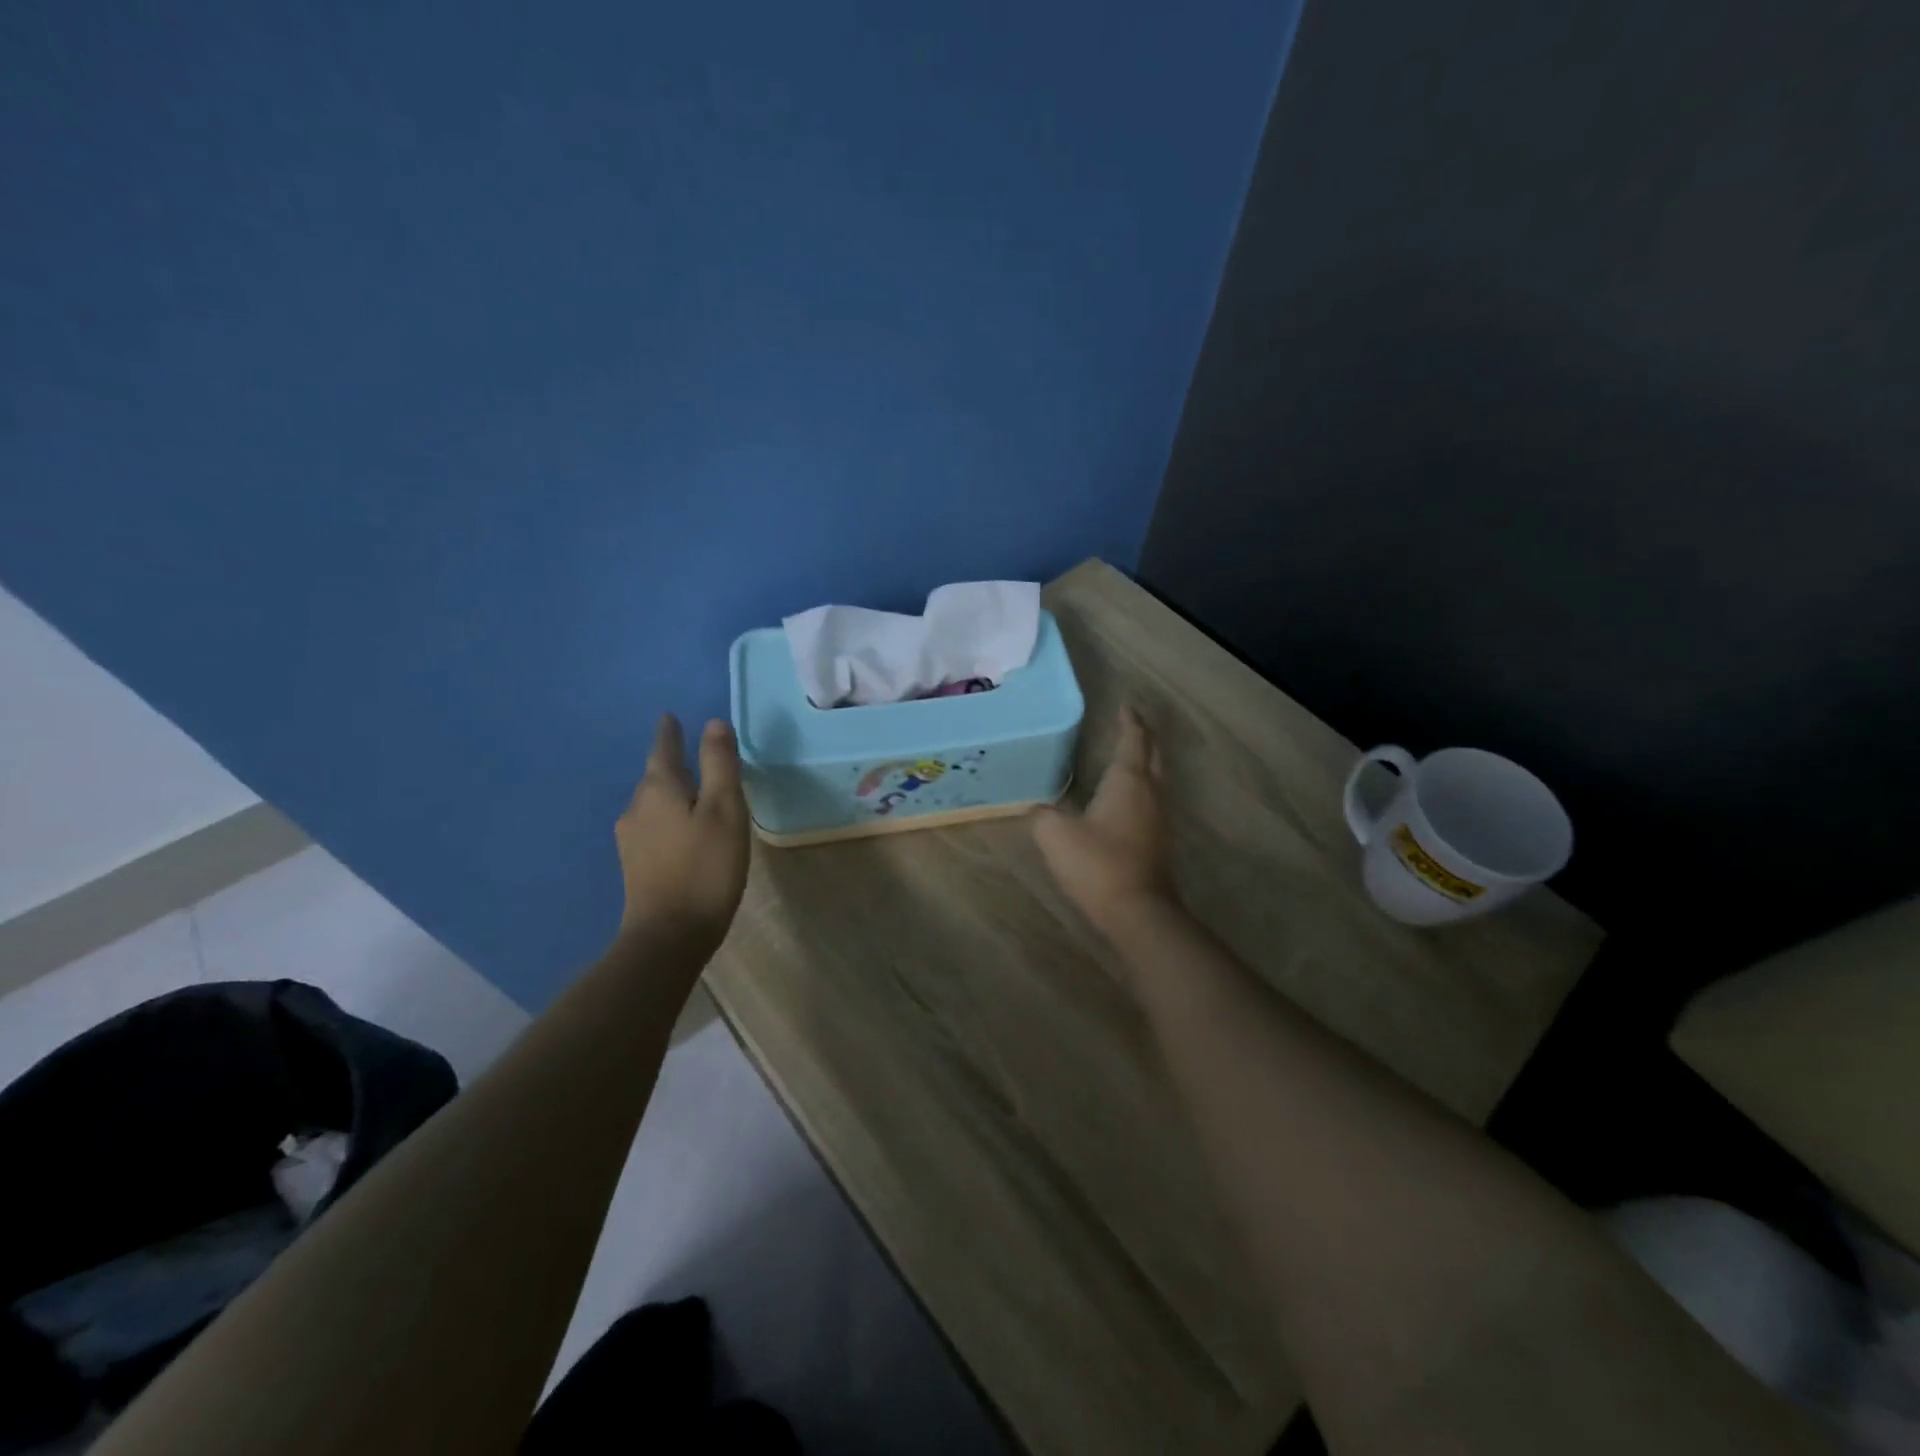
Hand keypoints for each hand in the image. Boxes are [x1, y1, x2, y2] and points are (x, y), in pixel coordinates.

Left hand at [616, 715, 750, 949]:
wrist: (669, 935)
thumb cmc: (705, 866)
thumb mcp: (724, 810)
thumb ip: (719, 765)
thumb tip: (713, 723)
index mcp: (659, 789)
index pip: (663, 748)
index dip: (670, 732)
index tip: (669, 716)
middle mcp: (637, 807)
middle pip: (656, 776)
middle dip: (673, 764)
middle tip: (696, 757)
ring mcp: (631, 838)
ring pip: (654, 803)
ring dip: (672, 794)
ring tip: (695, 794)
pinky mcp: (635, 864)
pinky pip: (654, 827)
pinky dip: (670, 819)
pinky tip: (684, 832)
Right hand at [1032, 706, 1176, 936]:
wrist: (1136, 911)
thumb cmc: (1097, 863)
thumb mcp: (1055, 834)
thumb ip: (1043, 813)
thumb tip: (1040, 808)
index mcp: (1128, 780)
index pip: (1133, 740)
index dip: (1129, 721)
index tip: (1127, 704)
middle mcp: (1150, 792)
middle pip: (1153, 755)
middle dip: (1144, 736)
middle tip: (1133, 723)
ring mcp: (1159, 817)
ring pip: (1157, 778)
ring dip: (1146, 762)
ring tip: (1130, 753)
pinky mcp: (1158, 840)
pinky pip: (1152, 800)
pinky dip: (1142, 787)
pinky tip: (1127, 796)